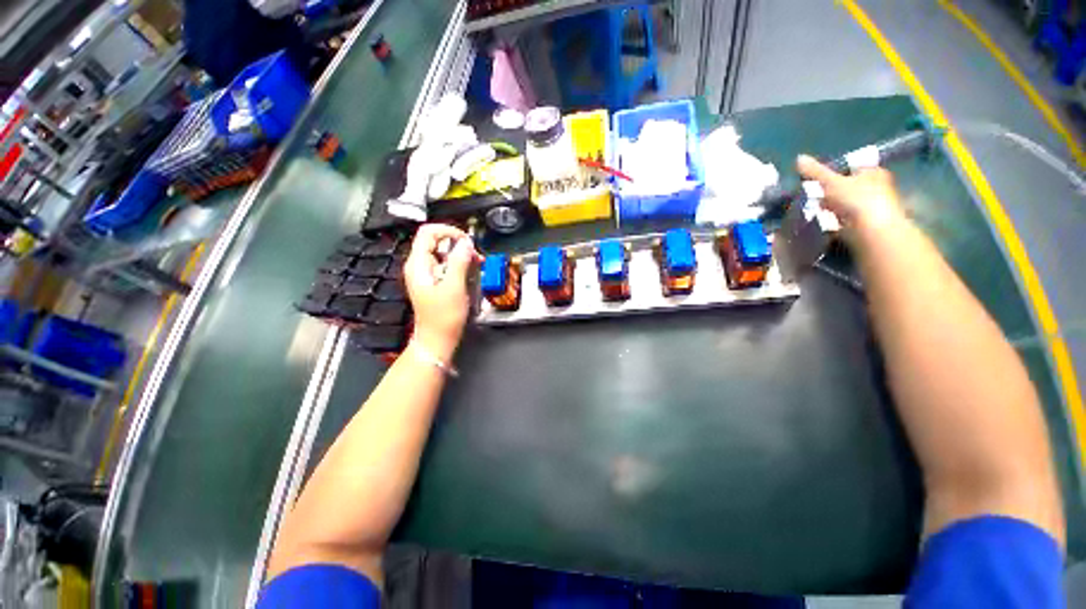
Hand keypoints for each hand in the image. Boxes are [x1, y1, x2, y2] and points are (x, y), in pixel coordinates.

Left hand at [404, 224, 480, 359]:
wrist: (437, 340)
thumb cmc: (443, 318)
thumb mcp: (454, 288)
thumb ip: (459, 262)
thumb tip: (466, 243)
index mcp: (418, 264)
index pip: (428, 232)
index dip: (448, 231)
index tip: (467, 241)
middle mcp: (419, 266)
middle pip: (437, 241)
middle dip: (458, 245)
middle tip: (475, 256)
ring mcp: (426, 274)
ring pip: (443, 254)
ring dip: (461, 256)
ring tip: (476, 266)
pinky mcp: (434, 282)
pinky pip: (446, 266)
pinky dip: (459, 266)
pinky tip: (470, 274)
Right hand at [797, 155, 907, 240]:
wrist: (872, 230)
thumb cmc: (856, 200)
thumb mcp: (831, 182)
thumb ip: (815, 171)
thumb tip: (799, 158)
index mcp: (873, 172)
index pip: (852, 168)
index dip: (835, 173)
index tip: (819, 181)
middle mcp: (877, 187)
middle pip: (849, 187)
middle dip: (831, 192)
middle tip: (815, 197)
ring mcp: (873, 207)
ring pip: (846, 204)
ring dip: (832, 208)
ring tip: (816, 212)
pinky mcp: (866, 224)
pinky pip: (846, 220)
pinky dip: (835, 221)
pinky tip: (824, 223)